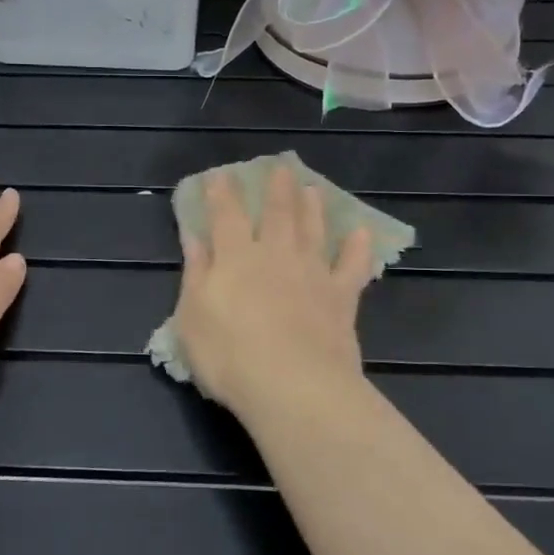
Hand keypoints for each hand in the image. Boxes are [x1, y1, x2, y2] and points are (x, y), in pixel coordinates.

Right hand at [171, 166, 372, 422]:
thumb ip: (196, 272)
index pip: (226, 215)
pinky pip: (352, 266)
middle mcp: (275, 255)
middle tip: (281, 168)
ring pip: (313, 230)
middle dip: (277, 189)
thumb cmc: (229, 356)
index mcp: (235, 257)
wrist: (292, 386)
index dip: (222, 194)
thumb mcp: (192, 317)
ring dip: (312, 208)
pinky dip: (357, 249)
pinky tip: (361, 234)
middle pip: (277, 213)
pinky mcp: (341, 297)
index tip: (221, 176)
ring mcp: (312, 274)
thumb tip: (193, 237)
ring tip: (313, 190)